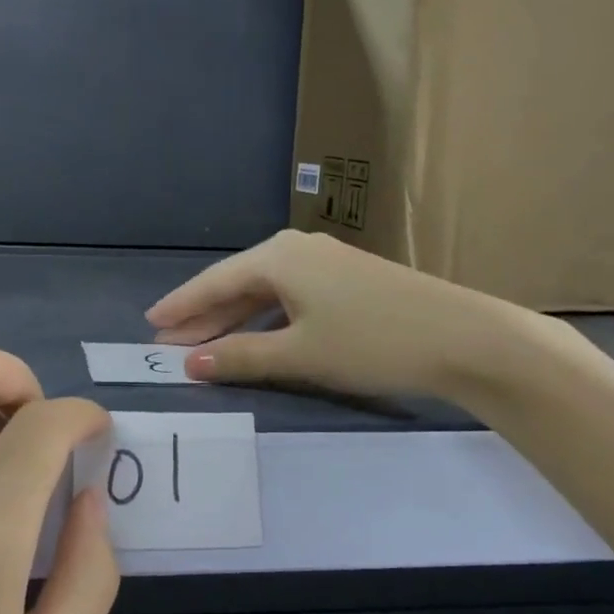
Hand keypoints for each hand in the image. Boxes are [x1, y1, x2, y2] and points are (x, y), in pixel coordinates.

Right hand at [147, 229, 540, 400]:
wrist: (463, 336)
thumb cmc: (371, 341)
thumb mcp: (300, 354)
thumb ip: (240, 356)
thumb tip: (190, 364)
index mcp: (278, 257)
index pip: (214, 282)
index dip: (181, 306)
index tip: (150, 325)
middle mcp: (296, 249)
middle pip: (237, 284)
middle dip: (203, 316)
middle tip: (169, 344)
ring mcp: (324, 261)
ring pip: (264, 291)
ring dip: (234, 320)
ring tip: (203, 346)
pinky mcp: (346, 278)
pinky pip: (289, 295)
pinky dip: (265, 318)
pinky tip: (257, 337)